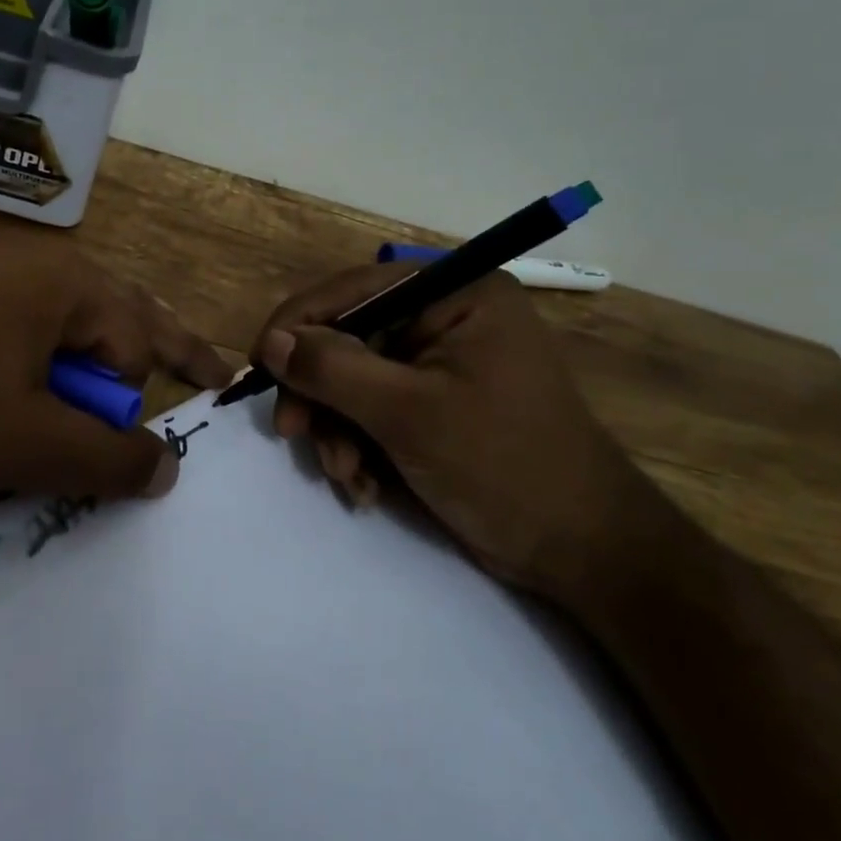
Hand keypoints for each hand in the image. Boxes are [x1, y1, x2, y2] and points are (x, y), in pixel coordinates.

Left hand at [0, 239, 231, 500]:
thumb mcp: (29, 443)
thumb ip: (110, 459)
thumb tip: (169, 469)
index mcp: (65, 279)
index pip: (136, 341)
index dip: (133, 401)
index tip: (132, 449)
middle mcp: (34, 263)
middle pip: (118, 313)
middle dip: (159, 348)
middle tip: (204, 372)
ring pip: (70, 323)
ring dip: (97, 365)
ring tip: (110, 404)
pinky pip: (25, 330)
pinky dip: (48, 366)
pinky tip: (39, 395)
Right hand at [253, 266, 665, 607]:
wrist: (581, 551)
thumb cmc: (503, 465)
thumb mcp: (409, 413)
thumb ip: (334, 370)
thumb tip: (272, 342)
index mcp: (456, 294)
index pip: (355, 289)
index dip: (299, 323)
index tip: (259, 367)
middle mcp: (445, 317)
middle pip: (348, 337)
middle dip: (321, 393)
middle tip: (294, 434)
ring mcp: (438, 364)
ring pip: (352, 380)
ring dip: (337, 430)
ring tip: (349, 476)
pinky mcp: (433, 405)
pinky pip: (372, 410)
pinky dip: (358, 447)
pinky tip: (367, 486)